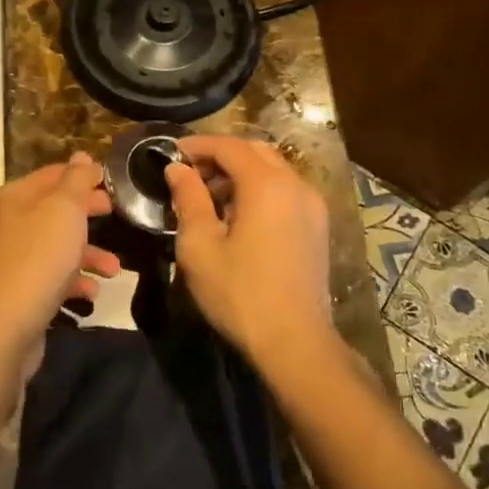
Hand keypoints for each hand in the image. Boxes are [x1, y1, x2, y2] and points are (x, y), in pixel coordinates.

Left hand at [0, 154, 120, 348]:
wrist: (4, 327)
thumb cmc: (38, 259)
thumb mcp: (64, 210)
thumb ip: (76, 181)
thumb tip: (82, 157)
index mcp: (15, 198)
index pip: (53, 175)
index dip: (83, 176)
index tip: (114, 184)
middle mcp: (9, 224)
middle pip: (55, 211)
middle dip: (89, 214)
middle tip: (118, 215)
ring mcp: (11, 259)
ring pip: (57, 247)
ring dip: (89, 254)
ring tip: (114, 269)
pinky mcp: (18, 291)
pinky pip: (52, 277)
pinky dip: (74, 281)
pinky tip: (92, 292)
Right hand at [166, 135, 331, 362]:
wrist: (295, 342)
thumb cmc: (240, 293)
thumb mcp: (200, 245)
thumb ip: (188, 198)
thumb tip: (177, 170)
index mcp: (266, 185)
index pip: (229, 146)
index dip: (197, 145)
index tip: (171, 154)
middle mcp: (296, 185)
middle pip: (255, 151)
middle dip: (220, 156)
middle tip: (189, 174)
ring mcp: (312, 206)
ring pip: (273, 170)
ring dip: (240, 172)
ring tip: (209, 197)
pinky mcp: (317, 227)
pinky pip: (285, 190)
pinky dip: (259, 189)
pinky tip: (237, 217)